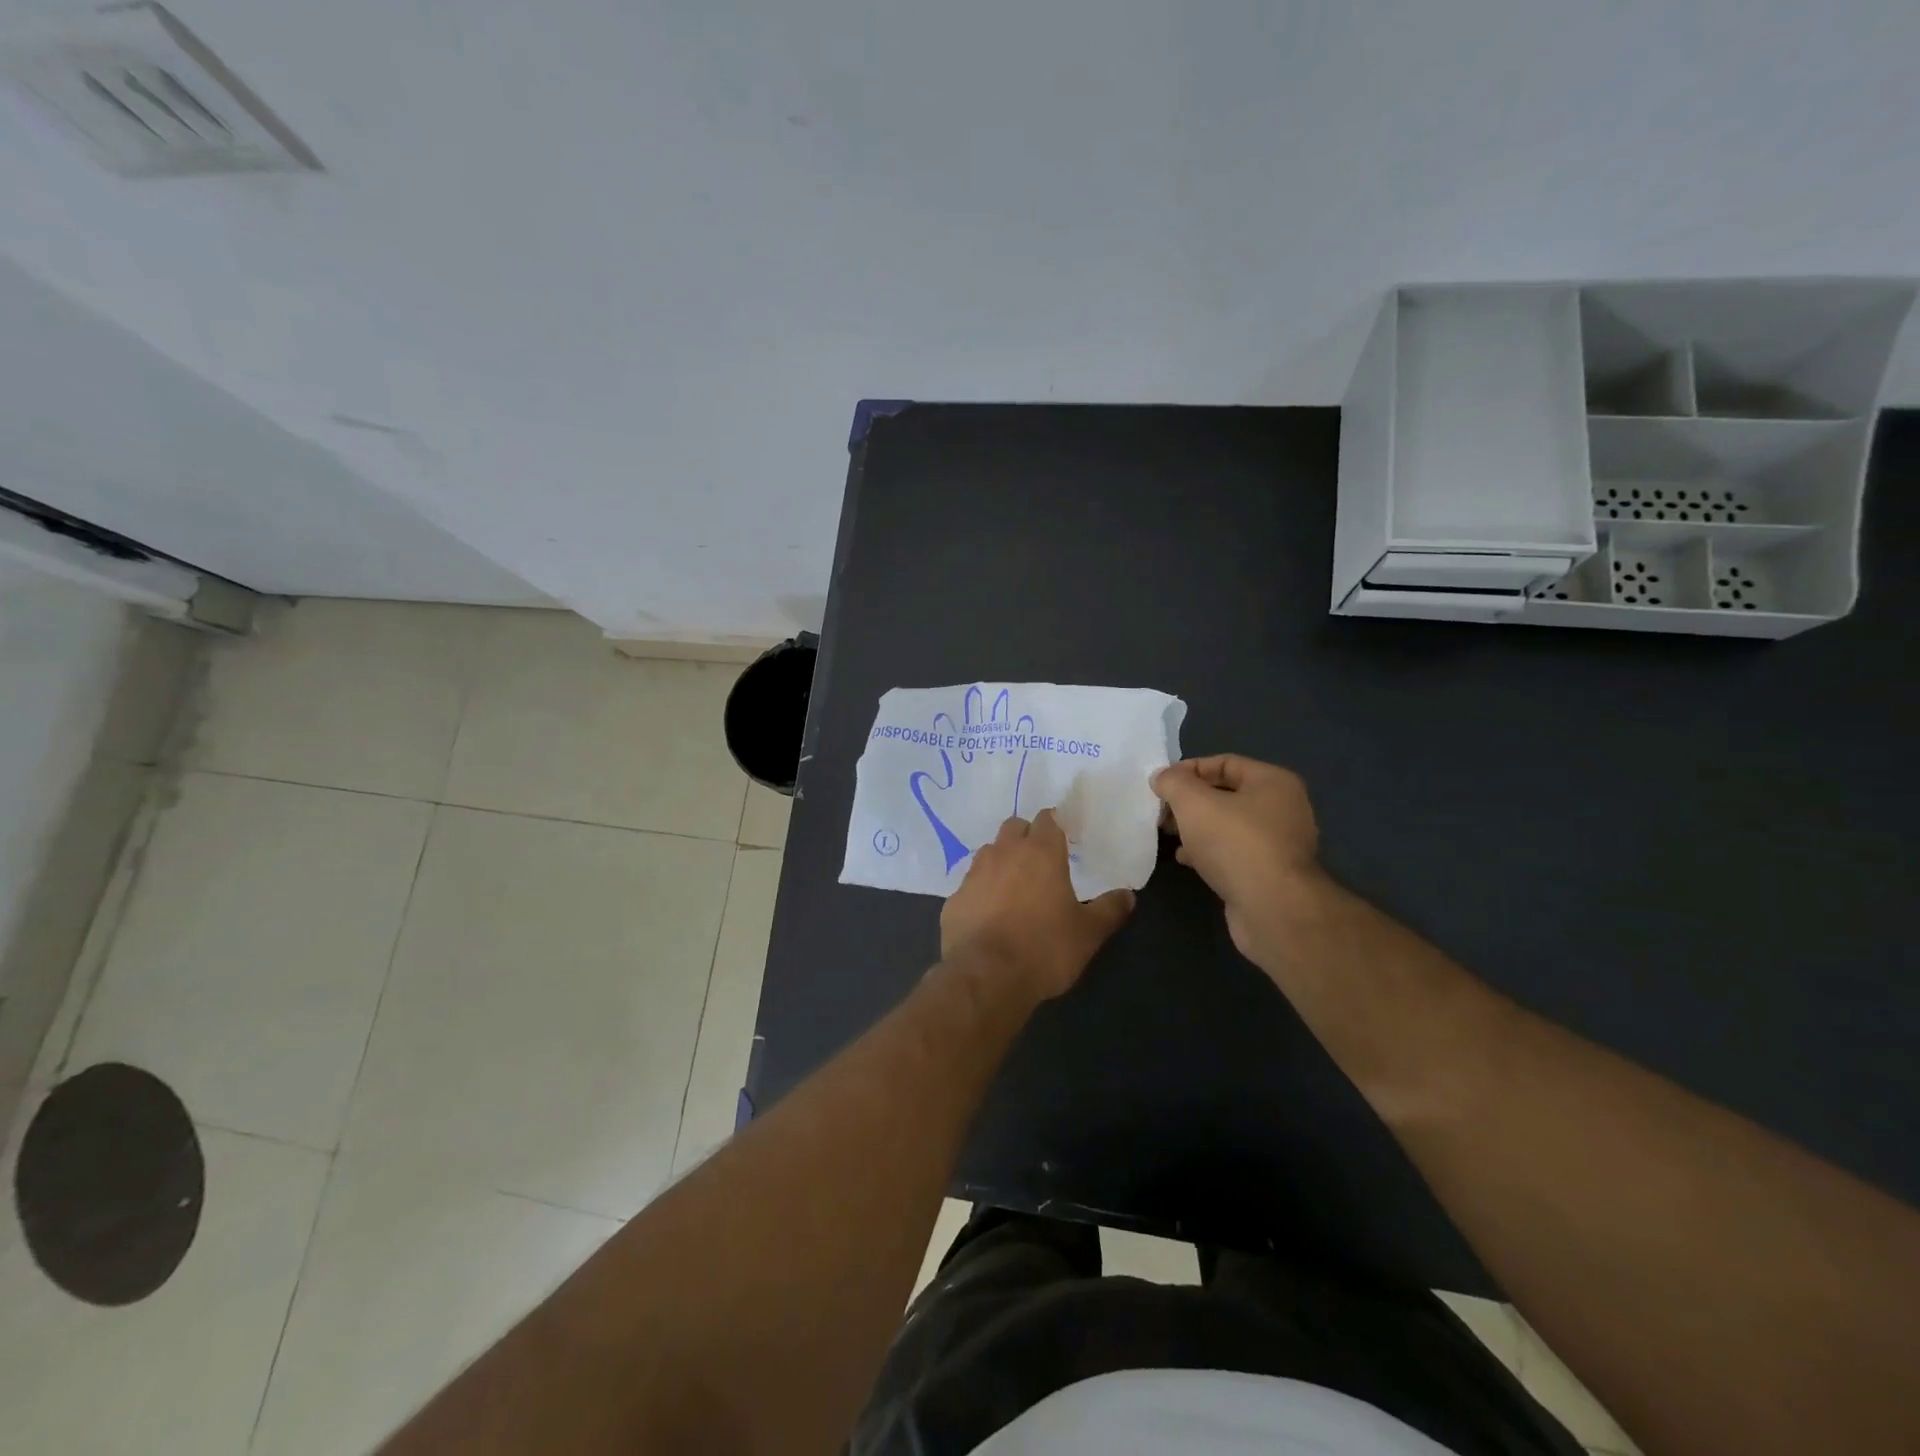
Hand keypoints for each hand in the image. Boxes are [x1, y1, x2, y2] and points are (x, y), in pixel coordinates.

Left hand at [940, 809, 1135, 1001]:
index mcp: (1041, 852)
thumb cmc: (1044, 948)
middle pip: (1014, 827)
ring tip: (1014, 886)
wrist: (986, 977)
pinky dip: (981, 891)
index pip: (1047, 819)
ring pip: (989, 852)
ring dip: (1001, 860)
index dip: (1054, 825)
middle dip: (1026, 836)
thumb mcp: (1088, 933)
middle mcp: (1004, 853)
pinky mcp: (954, 899)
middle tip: (1039, 860)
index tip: (1063, 837)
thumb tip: (1127, 895)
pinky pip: (970, 884)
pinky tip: (989, 913)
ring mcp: (974, 874)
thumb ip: (1109, 910)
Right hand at [1151, 755, 1323, 969]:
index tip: (1160, 784)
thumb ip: (1173, 783)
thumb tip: (1162, 777)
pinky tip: (1185, 859)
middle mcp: (1283, 808)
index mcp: (1273, 782)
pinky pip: (1233, 852)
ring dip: (1196, 828)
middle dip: (1190, 801)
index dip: (1189, 769)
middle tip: (1161, 812)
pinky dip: (1208, 852)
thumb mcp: (1194, 803)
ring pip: (1227, 825)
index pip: (1225, 762)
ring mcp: (1279, 844)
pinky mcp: (1270, 874)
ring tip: (1168, 834)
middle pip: (1226, 794)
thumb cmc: (1235, 844)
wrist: (1273, 909)